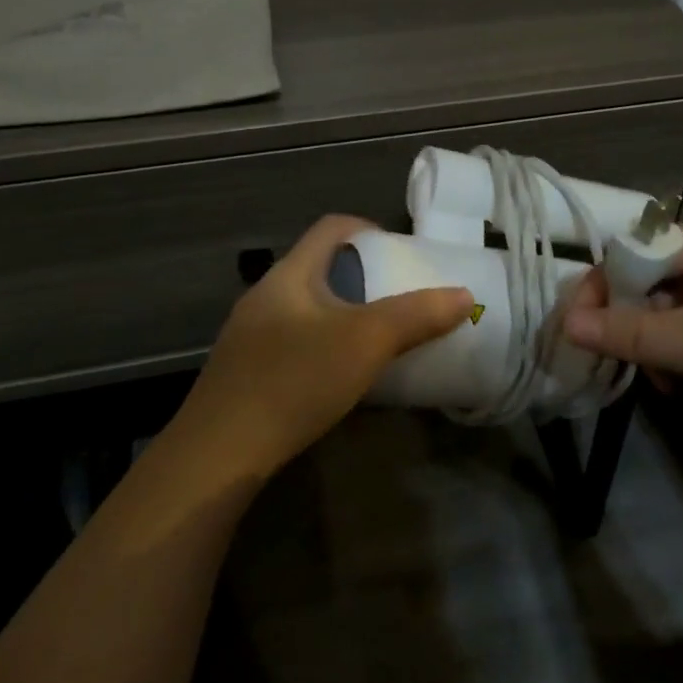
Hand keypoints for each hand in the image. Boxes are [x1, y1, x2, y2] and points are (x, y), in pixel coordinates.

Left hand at [175, 215, 474, 475]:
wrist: (220, 454)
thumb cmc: (295, 380)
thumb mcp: (365, 343)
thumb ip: (416, 316)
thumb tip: (463, 295)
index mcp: (289, 275)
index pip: (331, 228)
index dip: (369, 229)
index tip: (401, 252)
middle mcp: (265, 296)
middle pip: (320, 268)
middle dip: (363, 278)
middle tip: (399, 299)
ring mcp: (250, 336)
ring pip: (307, 308)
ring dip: (344, 314)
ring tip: (377, 338)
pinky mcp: (246, 372)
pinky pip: (294, 341)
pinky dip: (325, 345)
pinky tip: (340, 377)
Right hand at [560, 213, 682, 459]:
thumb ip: (628, 331)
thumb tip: (565, 323)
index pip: (644, 248)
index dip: (607, 284)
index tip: (575, 324)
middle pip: (658, 280)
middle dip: (641, 325)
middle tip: (630, 363)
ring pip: (675, 311)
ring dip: (662, 348)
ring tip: (675, 384)